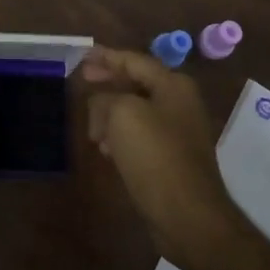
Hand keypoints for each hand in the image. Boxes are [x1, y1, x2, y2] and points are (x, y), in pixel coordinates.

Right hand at [82, 47, 247, 269]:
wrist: (187, 214)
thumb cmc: (155, 155)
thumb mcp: (122, 114)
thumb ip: (106, 98)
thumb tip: (100, 104)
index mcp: (173, 85)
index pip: (134, 60)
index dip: (106, 57)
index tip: (82, 55)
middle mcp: (180, 103)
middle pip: (136, 83)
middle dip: (108, 83)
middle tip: (82, 80)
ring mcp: (178, 132)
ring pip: (136, 111)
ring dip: (110, 114)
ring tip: (90, 125)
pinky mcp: (171, 158)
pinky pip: (140, 135)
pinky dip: (120, 136)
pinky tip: (105, 148)